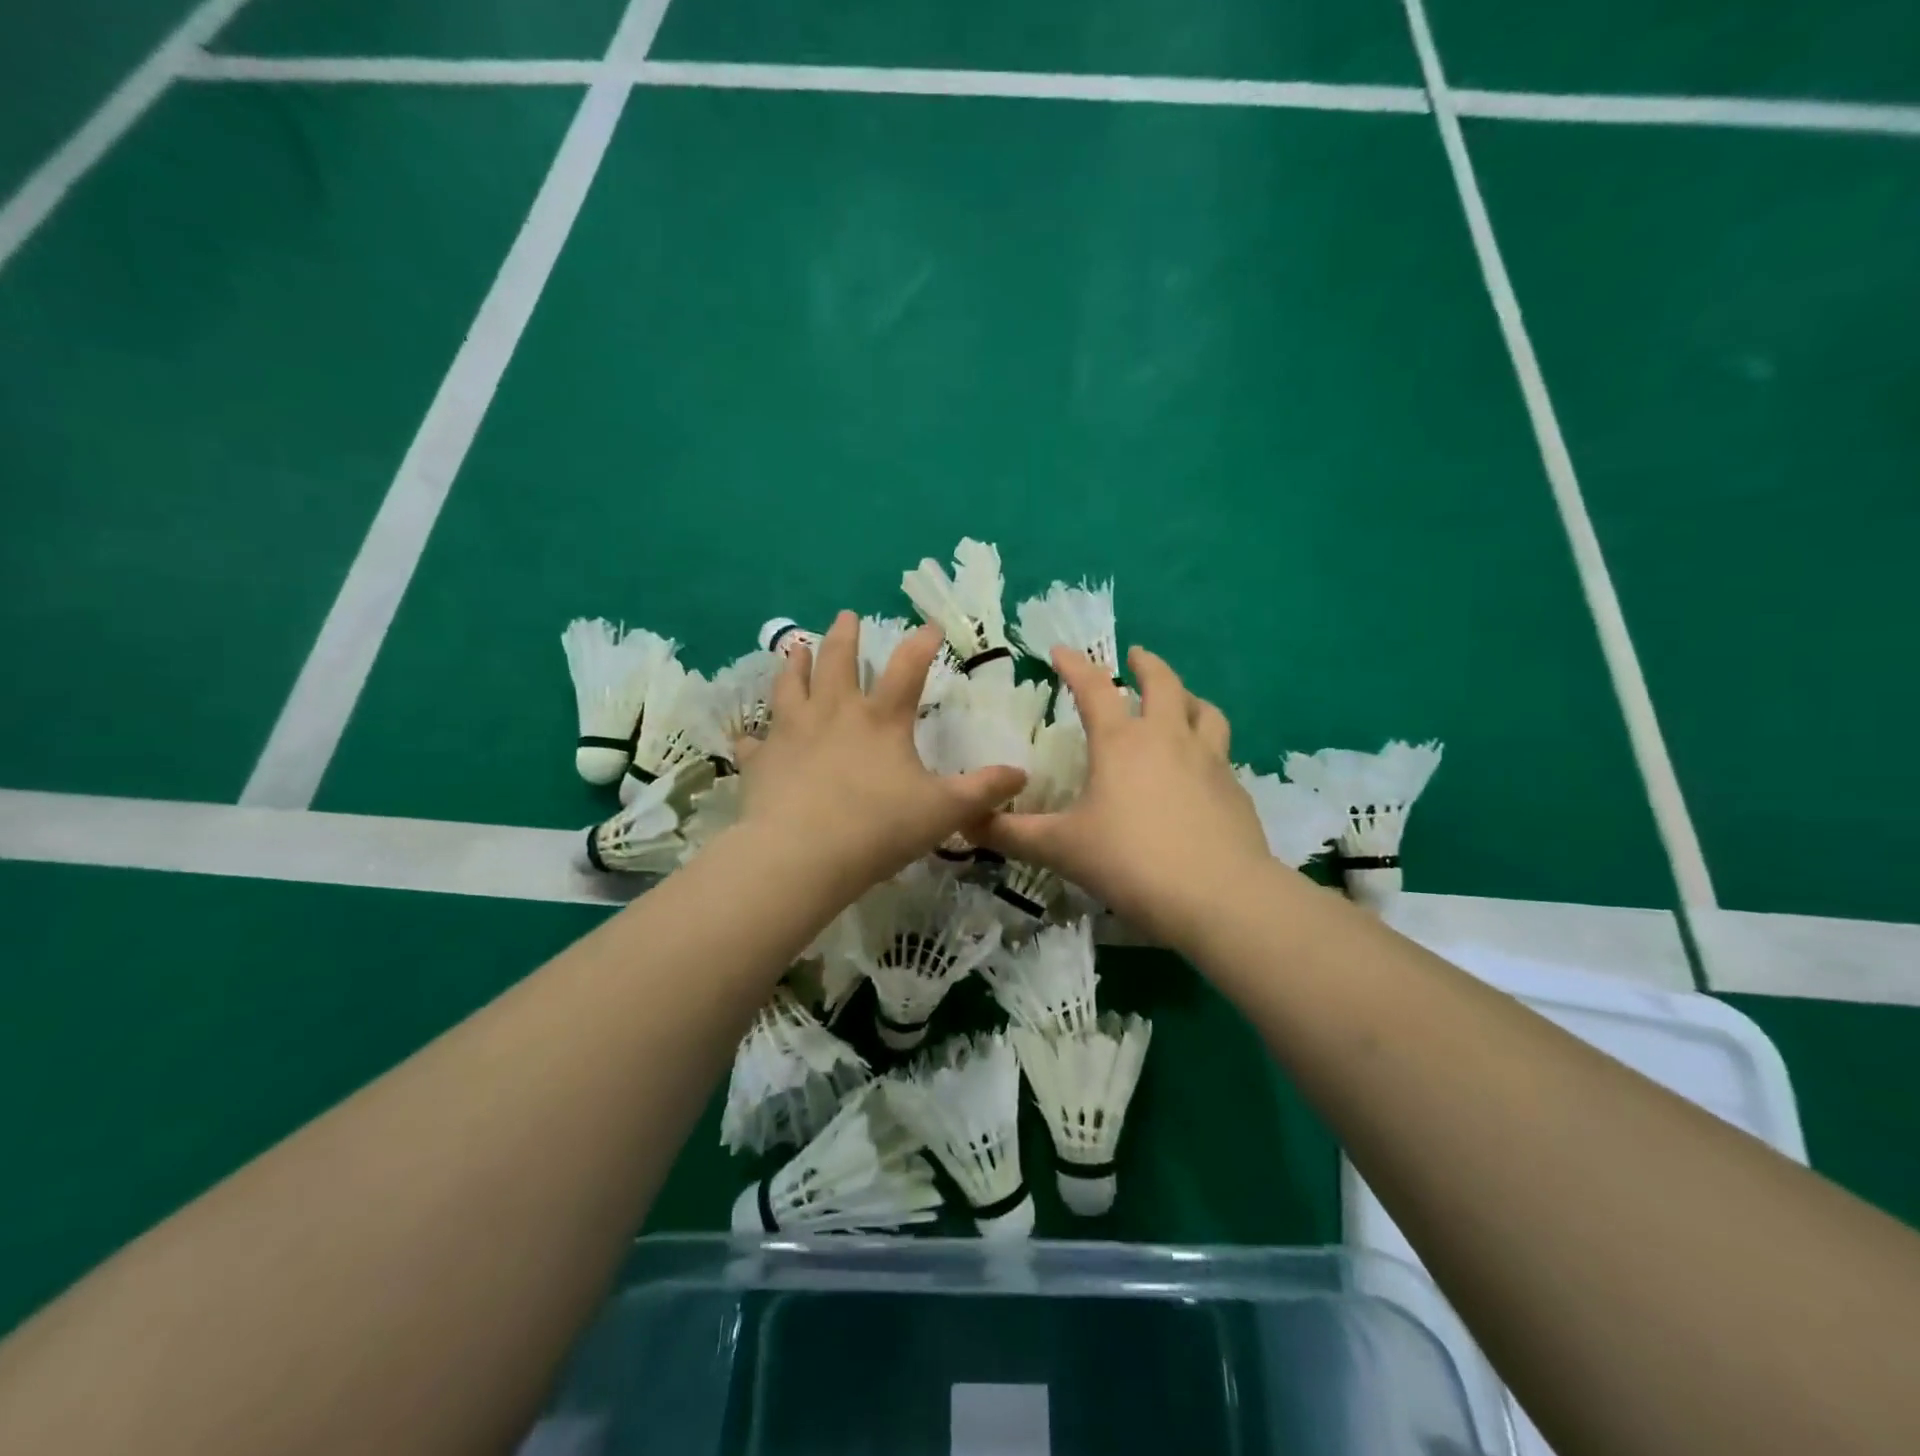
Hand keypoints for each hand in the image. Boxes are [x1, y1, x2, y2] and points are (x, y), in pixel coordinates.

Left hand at [733, 611, 1027, 898]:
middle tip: (846, 615)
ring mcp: (792, 733)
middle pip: (838, 661)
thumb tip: (1021, 774)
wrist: (802, 855)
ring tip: (795, 647)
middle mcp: (834, 713)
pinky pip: (754, 741)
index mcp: (880, 720)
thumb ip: (983, 791)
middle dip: (845, 636)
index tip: (931, 625)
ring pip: (790, 686)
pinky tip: (749, 734)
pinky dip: (754, 735)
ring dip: (794, 664)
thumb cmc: (878, 828)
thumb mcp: (943, 811)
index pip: (908, 668)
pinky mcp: (760, 760)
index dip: (922, 643)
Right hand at [978, 645, 1275, 948]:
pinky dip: (1207, 744)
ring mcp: (1209, 761)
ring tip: (1179, 700)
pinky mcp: (1235, 790)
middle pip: (1163, 683)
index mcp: (1121, 742)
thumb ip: (1012, 834)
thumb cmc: (1130, 862)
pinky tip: (1199, 768)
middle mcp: (1168, 739)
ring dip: (1188, 697)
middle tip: (1135, 656)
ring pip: (1204, 711)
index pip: (1093, 688)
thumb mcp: (1061, 848)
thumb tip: (964, 823)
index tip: (1060, 650)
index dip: (1074, 665)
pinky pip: (1221, 752)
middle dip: (1146, 664)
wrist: (1219, 897)